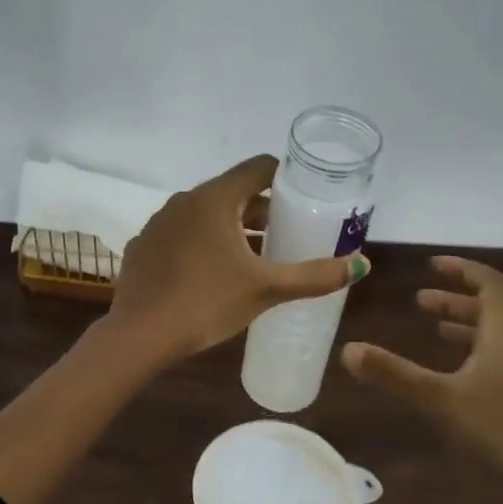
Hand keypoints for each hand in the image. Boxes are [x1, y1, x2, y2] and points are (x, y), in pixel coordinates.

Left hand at [109, 155, 363, 360]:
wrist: (140, 335)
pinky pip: (179, 235)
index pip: (258, 168)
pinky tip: (208, 274)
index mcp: (214, 199)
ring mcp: (157, 223)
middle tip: (284, 235)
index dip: (284, 178)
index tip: (303, 199)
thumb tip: (361, 264)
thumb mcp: (266, 289)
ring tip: (251, 257)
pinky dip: (199, 244)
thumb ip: (314, 276)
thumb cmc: (207, 303)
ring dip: (229, 227)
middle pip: (231, 192)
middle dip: (260, 210)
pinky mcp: (142, 246)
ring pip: (203, 214)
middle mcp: (183, 201)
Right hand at [341, 256, 502, 486]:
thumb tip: (348, 348)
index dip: (465, 270)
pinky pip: (487, 364)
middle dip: (455, 299)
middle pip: (490, 311)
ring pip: (489, 339)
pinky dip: (464, 356)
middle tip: (420, 300)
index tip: (434, 265)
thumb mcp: (439, 400)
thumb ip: (394, 374)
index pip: (492, 286)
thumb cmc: (499, 433)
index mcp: (502, 339)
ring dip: (460, 326)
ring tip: (431, 327)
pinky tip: (445, 375)